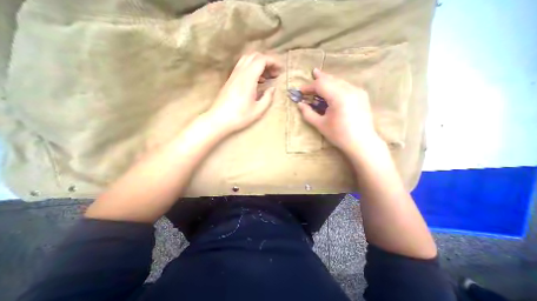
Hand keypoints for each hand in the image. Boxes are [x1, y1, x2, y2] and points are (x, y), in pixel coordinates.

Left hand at [206, 52, 281, 133]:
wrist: (219, 120)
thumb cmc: (239, 116)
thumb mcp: (258, 110)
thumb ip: (268, 97)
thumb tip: (272, 88)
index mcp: (248, 79)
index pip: (261, 60)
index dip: (273, 61)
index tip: (280, 69)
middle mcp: (240, 73)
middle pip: (254, 56)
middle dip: (267, 61)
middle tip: (274, 73)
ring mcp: (233, 75)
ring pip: (247, 59)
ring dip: (259, 64)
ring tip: (266, 77)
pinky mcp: (230, 80)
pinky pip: (242, 67)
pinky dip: (251, 68)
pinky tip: (256, 81)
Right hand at [297, 68, 381, 155]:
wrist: (362, 142)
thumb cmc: (339, 135)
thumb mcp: (320, 125)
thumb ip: (308, 113)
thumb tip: (300, 104)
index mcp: (339, 97)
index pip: (321, 85)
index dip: (309, 87)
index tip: (301, 91)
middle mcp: (350, 89)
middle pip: (331, 79)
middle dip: (320, 78)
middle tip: (312, 73)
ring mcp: (358, 91)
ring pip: (339, 81)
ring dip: (328, 80)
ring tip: (320, 77)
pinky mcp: (362, 95)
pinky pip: (346, 85)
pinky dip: (337, 84)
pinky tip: (333, 87)